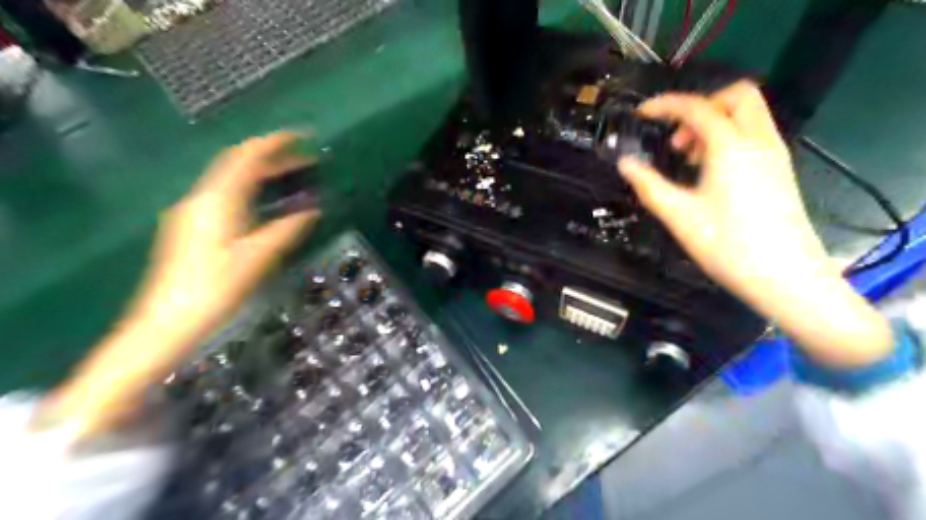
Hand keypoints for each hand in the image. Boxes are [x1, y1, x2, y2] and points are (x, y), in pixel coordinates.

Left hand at [41, 133, 320, 435]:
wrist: (166, 322)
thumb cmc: (215, 288)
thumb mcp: (258, 258)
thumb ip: (286, 230)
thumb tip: (312, 210)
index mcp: (217, 201)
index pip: (246, 158)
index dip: (274, 143)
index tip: (301, 137)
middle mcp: (201, 198)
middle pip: (237, 165)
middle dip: (271, 157)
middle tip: (305, 160)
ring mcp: (192, 212)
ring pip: (230, 179)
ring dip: (260, 173)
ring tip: (290, 177)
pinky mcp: (191, 226)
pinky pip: (225, 194)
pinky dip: (249, 189)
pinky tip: (265, 202)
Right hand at [617, 80, 893, 365]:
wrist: (786, 277)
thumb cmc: (728, 245)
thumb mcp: (679, 216)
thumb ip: (649, 185)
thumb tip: (626, 164)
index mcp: (731, 148)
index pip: (697, 108)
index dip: (666, 105)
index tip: (643, 113)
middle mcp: (758, 141)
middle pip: (736, 96)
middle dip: (700, 106)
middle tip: (677, 137)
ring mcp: (774, 154)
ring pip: (747, 114)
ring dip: (714, 123)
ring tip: (688, 157)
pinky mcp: (779, 170)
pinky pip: (754, 135)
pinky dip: (729, 138)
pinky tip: (710, 171)